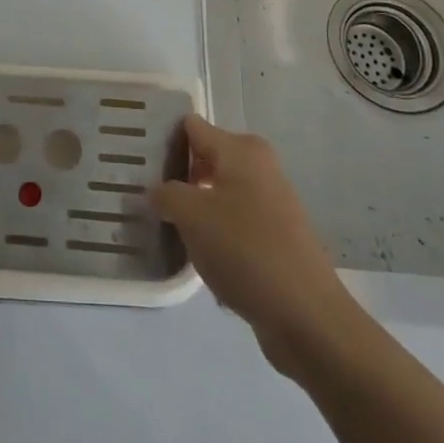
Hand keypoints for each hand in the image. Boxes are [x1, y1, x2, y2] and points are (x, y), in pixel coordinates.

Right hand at [152, 115, 359, 367]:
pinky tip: (199, 255)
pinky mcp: (276, 235)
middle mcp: (259, 165)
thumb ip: (165, 195)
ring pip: (218, 192)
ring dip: (195, 207)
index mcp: (241, 149)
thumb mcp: (192, 216)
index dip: (164, 139)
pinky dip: (216, 232)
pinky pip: (234, 221)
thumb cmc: (245, 250)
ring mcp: (271, 201)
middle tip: (145, 196)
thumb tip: (154, 191)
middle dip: (177, 176)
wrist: (306, 315)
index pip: (191, 127)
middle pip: (205, 158)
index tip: (137, 159)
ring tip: (165, 226)